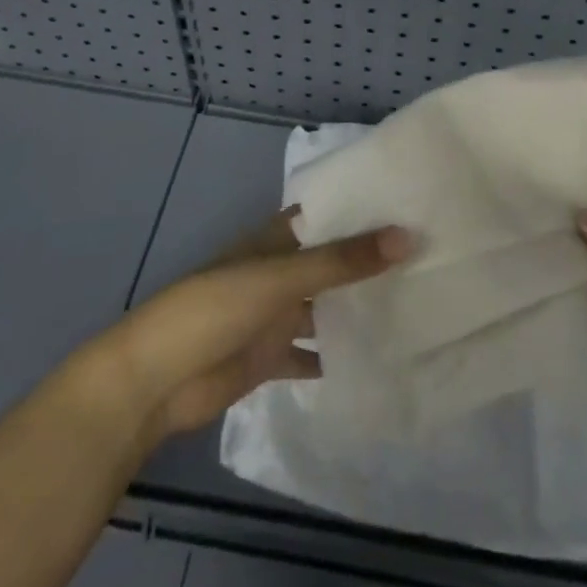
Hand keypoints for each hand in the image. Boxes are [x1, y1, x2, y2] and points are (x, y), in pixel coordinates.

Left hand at [99, 210, 412, 440]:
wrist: (156, 382)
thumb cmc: (215, 309)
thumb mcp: (281, 278)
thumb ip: (342, 261)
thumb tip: (407, 236)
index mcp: (275, 240)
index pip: (326, 214)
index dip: (362, 208)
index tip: (412, 204)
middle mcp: (278, 272)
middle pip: (330, 262)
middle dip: (369, 261)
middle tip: (430, 257)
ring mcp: (274, 316)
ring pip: (325, 307)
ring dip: (358, 308)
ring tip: (418, 305)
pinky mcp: (270, 357)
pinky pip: (313, 353)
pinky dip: (338, 357)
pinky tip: (380, 361)